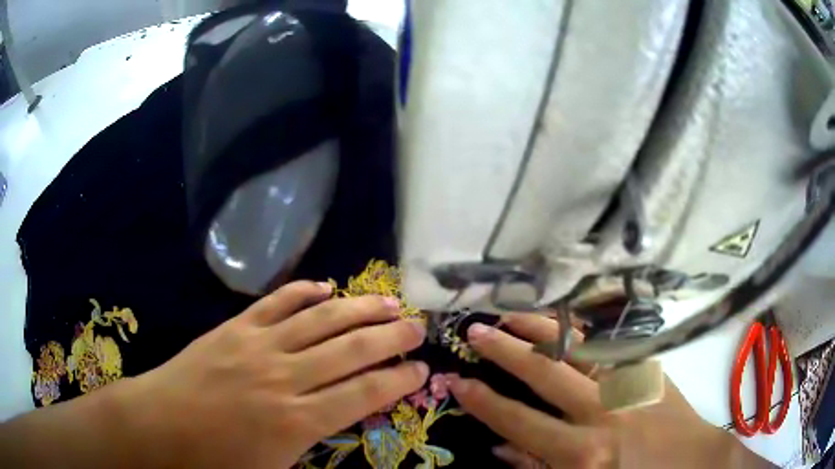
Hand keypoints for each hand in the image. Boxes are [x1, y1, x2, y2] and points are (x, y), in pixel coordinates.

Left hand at [115, 281, 427, 467]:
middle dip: (391, 336)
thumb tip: (342, 424)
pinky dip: (305, 292)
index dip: (398, 378)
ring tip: (389, 300)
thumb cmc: (216, 460)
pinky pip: (277, 302)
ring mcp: (258, 346)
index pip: (364, 393)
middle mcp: (285, 378)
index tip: (421, 369)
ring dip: (359, 308)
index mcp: (297, 421)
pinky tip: (326, 287)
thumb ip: (313, 448)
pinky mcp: (235, 327)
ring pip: (321, 319)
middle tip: (417, 327)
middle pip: (351, 349)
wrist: (161, 425)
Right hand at [447, 314, 773, 468]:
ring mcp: (629, 384)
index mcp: (582, 453)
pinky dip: (581, 331)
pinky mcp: (649, 369)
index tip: (458, 381)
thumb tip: (500, 447)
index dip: (484, 401)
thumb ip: (537, 468)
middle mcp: (602, 413)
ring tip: (512, 312)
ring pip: (577, 347)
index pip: (519, 422)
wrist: (692, 461)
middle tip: (475, 329)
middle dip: (505, 350)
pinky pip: (609, 344)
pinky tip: (562, 320)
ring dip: (541, 327)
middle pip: (544, 373)